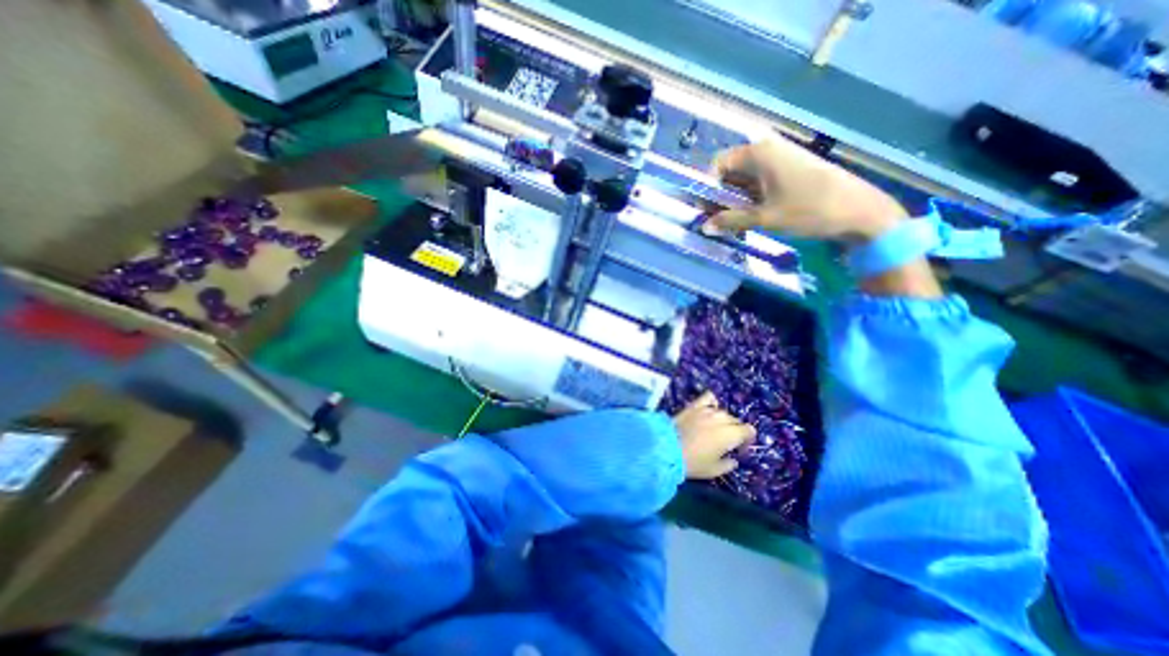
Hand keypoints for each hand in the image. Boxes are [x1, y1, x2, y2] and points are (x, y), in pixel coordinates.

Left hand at [671, 393, 752, 478]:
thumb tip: (733, 459)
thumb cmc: (693, 462)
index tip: (738, 451)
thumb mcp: (714, 470)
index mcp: (731, 434)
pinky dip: (712, 402)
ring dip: (723, 420)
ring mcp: (707, 410)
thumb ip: (728, 464)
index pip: (749, 430)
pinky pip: (708, 397)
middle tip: (725, 443)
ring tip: (715, 429)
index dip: (747, 441)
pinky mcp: (694, 405)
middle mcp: (721, 418)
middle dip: (735, 432)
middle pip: (736, 421)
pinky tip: (710, 410)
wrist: (666, 448)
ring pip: (723, 412)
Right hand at [709, 136, 908, 242]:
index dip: (708, 187)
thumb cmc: (808, 210)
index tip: (707, 209)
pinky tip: (754, 217)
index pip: (718, 164)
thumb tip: (704, 226)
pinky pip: (761, 182)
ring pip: (746, 179)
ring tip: (736, 224)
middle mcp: (768, 150)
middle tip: (719, 221)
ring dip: (736, 201)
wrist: (859, 211)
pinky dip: (752, 199)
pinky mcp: (792, 169)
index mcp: (758, 154)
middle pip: (731, 171)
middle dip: (721, 197)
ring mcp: (782, 159)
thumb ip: (730, 221)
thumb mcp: (764, 218)